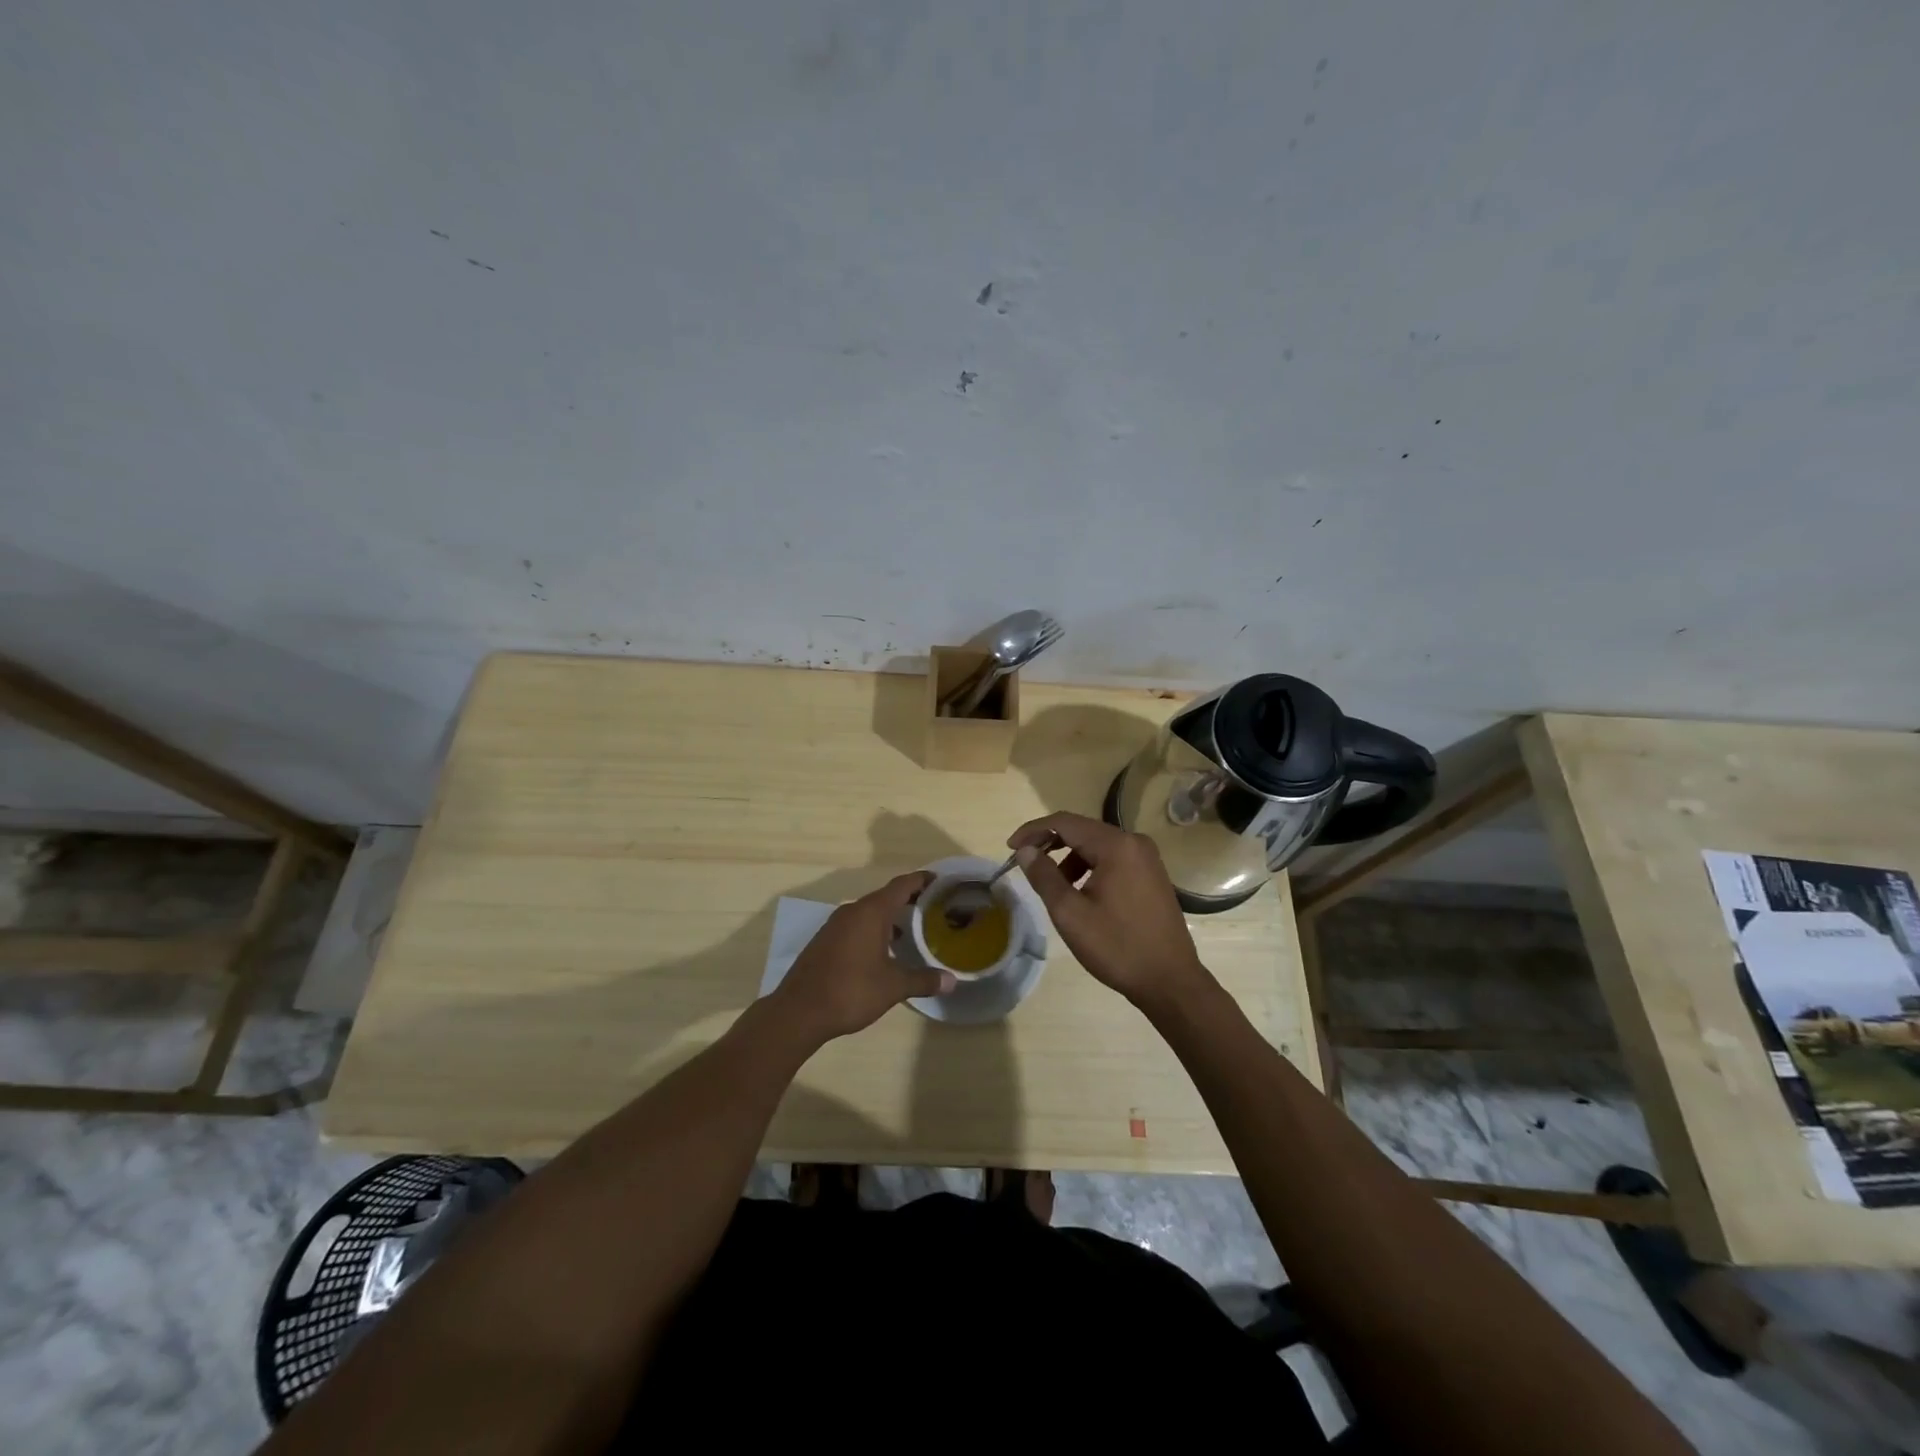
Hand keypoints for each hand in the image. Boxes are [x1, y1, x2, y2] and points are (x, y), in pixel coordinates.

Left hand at [771, 871, 955, 1043]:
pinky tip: (882, 951)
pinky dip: (873, 930)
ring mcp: (835, 925)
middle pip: (885, 896)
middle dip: (908, 900)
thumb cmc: (850, 991)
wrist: (799, 1011)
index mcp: (871, 912)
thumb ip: (923, 980)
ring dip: (889, 917)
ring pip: (868, 912)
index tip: (939, 881)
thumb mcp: (893, 987)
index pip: (901, 885)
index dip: (921, 880)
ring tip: (911, 931)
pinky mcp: (825, 940)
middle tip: (932, 908)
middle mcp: (852, 911)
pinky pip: (855, 925)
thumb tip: (951, 981)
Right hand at [1008, 812, 1211, 1009]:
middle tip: (1025, 862)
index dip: (1033, 830)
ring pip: (1097, 845)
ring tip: (1054, 886)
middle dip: (1050, 843)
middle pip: (1082, 830)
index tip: (1010, 848)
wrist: (1170, 981)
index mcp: (1116, 846)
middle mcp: (1134, 842)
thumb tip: (1026, 850)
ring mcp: (1147, 858)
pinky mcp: (1152, 874)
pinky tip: (1081, 892)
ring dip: (1070, 858)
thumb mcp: (1070, 913)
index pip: (1065, 822)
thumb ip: (1044, 876)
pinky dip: (1090, 867)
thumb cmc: (1117, 947)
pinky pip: (1113, 859)